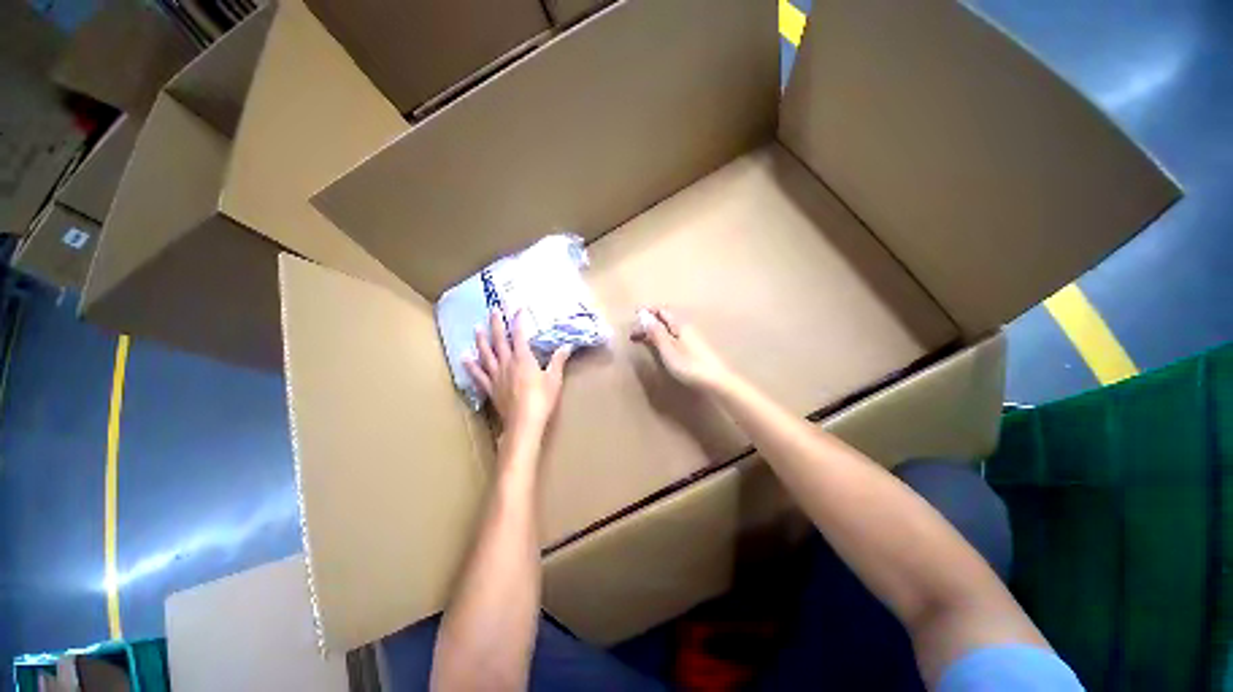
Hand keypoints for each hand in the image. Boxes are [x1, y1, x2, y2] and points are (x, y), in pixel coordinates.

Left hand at [465, 310, 572, 439]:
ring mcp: (496, 376)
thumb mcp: (554, 379)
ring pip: (486, 354)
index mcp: (523, 359)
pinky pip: (478, 375)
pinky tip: (465, 358)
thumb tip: (567, 346)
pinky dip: (471, 365)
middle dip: (496, 324)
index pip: (519, 334)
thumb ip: (558, 360)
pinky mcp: (490, 388)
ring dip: (481, 340)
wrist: (524, 422)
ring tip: (476, 328)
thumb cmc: (542, 399)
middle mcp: (506, 363)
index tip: (518, 307)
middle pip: (499, 340)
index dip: (518, 320)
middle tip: (493, 309)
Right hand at [631, 307, 733, 391]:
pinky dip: (661, 337)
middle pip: (665, 318)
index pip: (662, 310)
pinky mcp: (692, 348)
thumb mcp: (668, 350)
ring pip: (668, 328)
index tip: (634, 316)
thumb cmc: (690, 366)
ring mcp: (690, 337)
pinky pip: (672, 336)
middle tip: (634, 332)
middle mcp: (685, 327)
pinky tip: (657, 346)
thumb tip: (644, 316)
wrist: (715, 381)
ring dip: (654, 330)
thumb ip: (656, 333)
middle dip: (648, 322)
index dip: (648, 311)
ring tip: (641, 339)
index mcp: (680, 324)